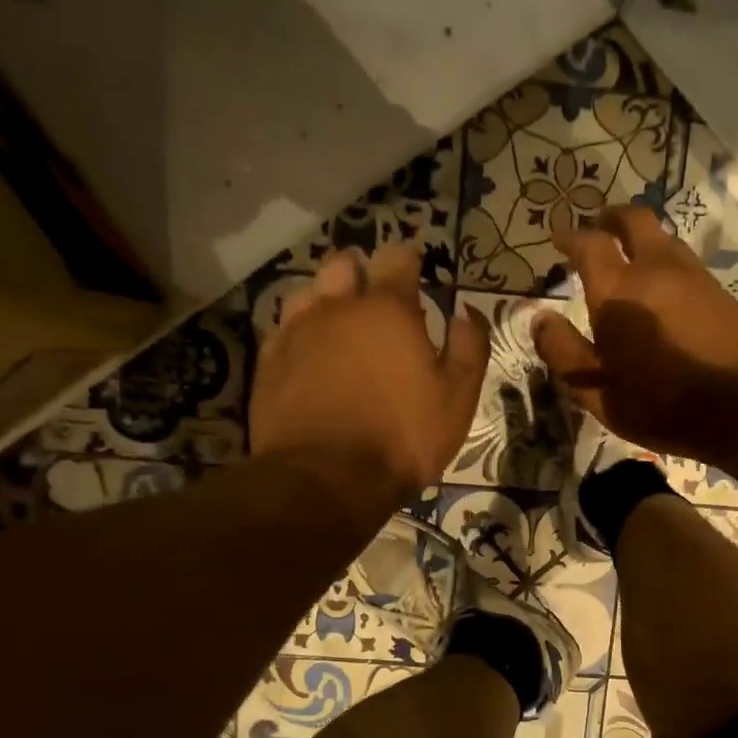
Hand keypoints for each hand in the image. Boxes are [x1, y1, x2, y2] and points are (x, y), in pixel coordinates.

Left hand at [250, 244, 486, 527]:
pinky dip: (300, 330)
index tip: (416, 266)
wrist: (326, 479)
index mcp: (388, 309)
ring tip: (339, 319)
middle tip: (375, 291)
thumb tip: (466, 312)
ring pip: (308, 291)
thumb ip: (469, 347)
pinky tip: (309, 350)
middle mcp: (337, 307)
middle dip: (361, 270)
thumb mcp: (457, 398)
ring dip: (326, 296)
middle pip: (343, 265)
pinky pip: (284, 328)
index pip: (397, 258)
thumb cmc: (402, 436)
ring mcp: (296, 332)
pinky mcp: (269, 362)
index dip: (409, 259)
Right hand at [534, 206, 737, 461]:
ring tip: (631, 256)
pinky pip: (685, 262)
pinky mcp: (720, 291)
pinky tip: (664, 288)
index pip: (588, 244)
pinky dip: (666, 262)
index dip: (570, 237)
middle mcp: (655, 269)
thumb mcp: (597, 391)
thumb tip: (539, 319)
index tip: (559, 239)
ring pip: (664, 237)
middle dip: (611, 218)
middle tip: (598, 227)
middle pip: (634, 219)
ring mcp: (694, 276)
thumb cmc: (661, 403)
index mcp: (617, 291)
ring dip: (642, 238)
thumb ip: (564, 352)